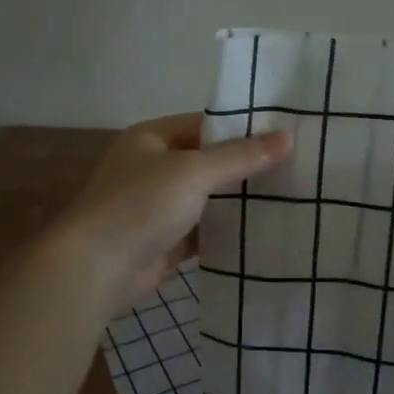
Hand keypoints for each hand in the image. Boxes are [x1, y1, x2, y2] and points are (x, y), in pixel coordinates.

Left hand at [55, 113, 291, 310]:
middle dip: (247, 165)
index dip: (244, 127)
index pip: (207, 124)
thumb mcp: (194, 171)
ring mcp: (159, 205)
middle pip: (210, 160)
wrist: (96, 269)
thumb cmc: (141, 205)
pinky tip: (265, 228)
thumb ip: (241, 156)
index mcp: (153, 137)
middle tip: (297, 165)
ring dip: (240, 198)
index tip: (286, 133)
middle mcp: (155, 166)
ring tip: (291, 194)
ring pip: (209, 196)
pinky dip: (229, 229)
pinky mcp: (167, 239)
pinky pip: (206, 228)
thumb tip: (288, 137)